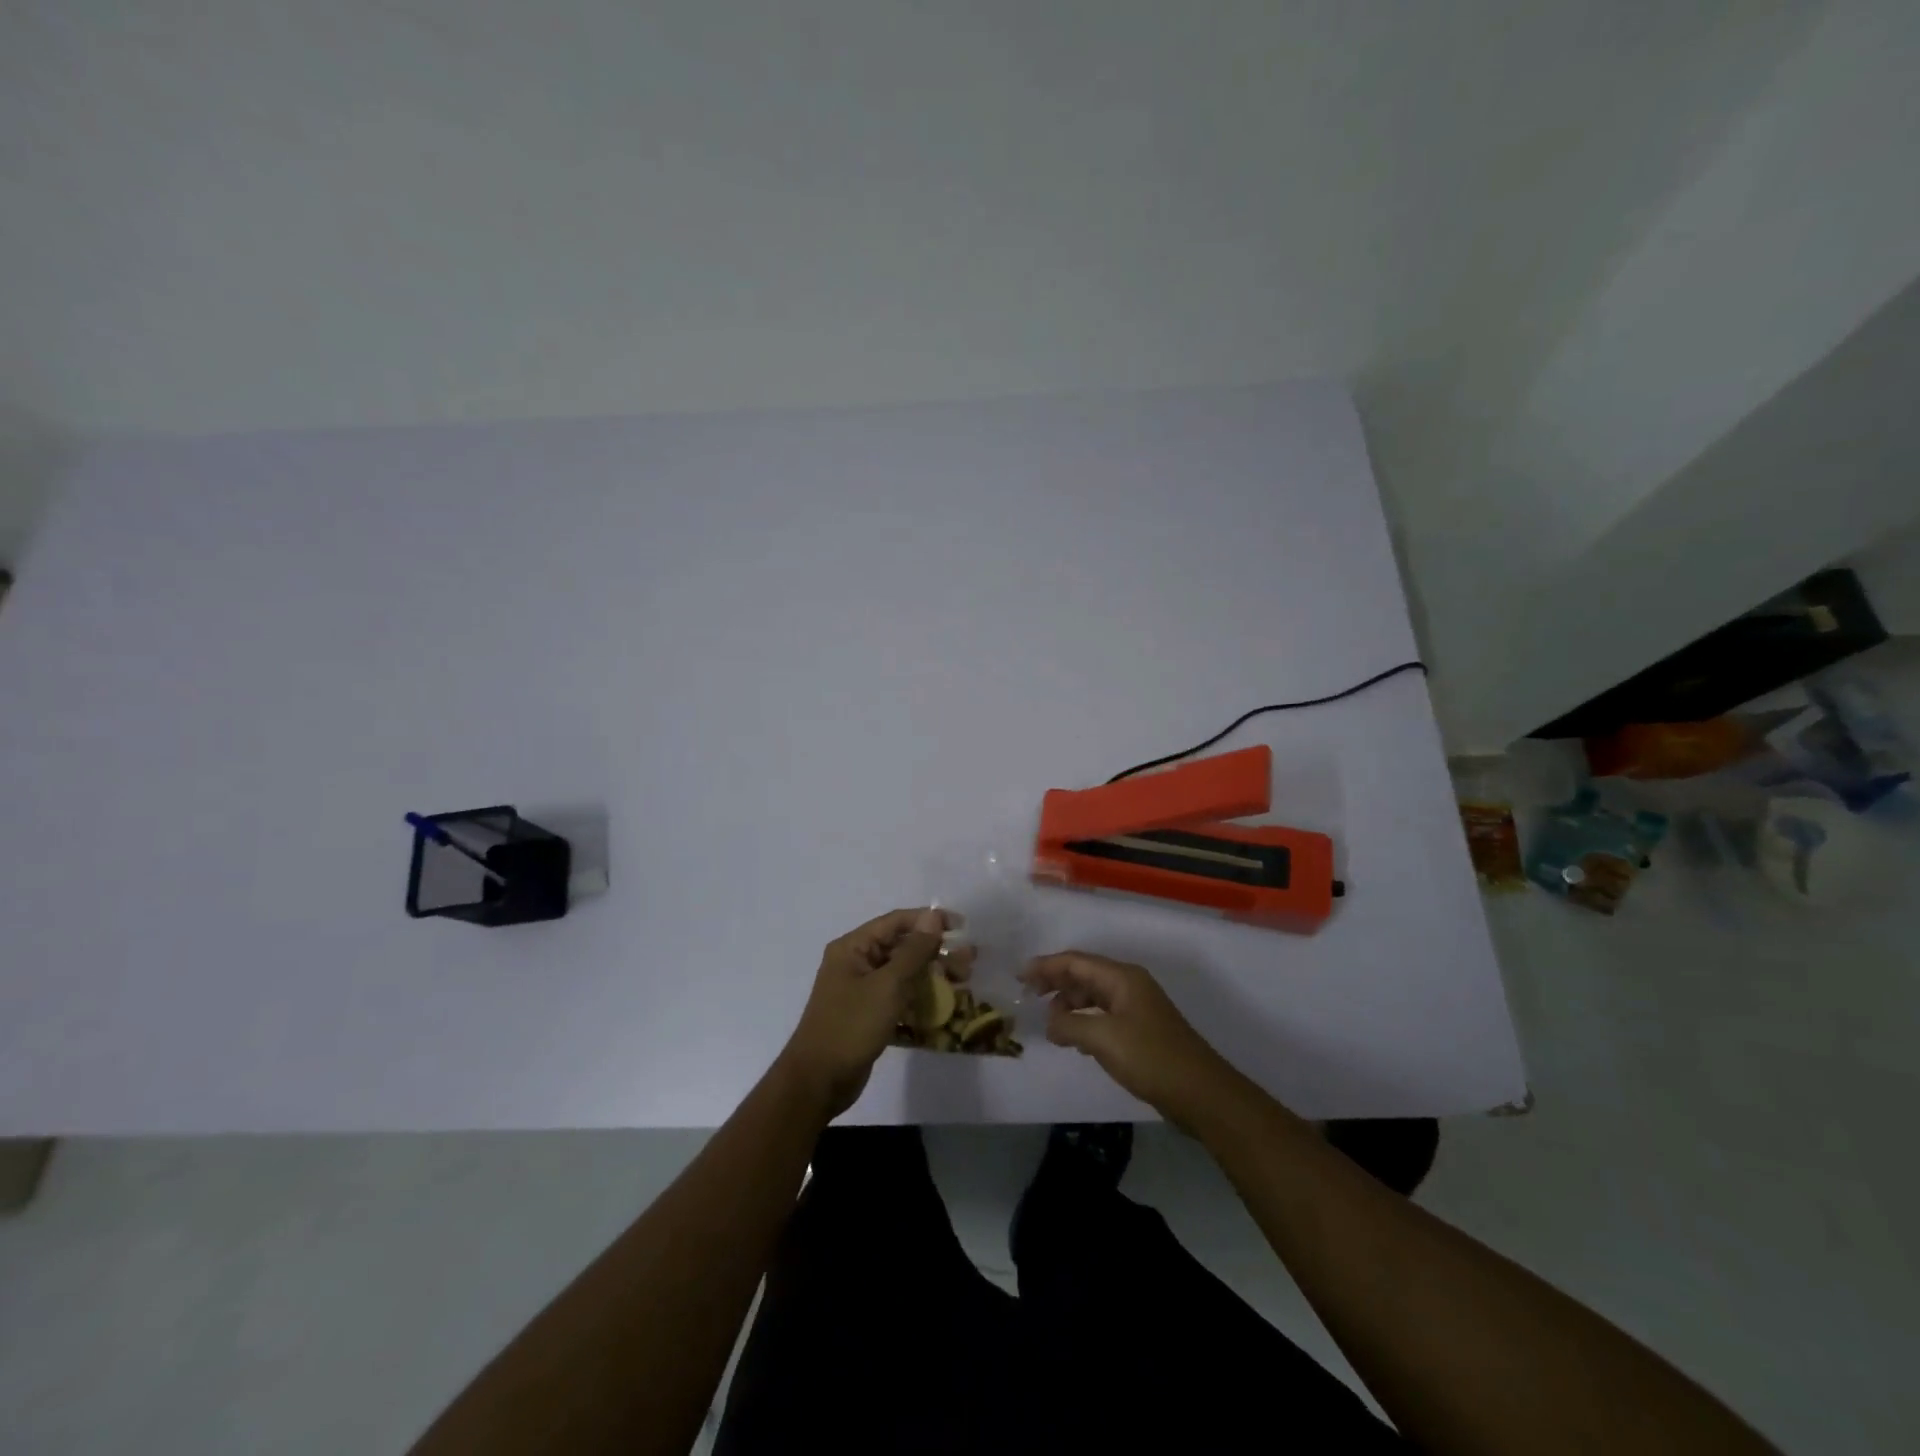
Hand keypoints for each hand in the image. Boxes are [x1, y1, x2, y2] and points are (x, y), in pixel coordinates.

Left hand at [779, 907, 958, 1119]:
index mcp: (853, 947)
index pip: (896, 922)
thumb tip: (933, 916)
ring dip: (932, 975)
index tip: (961, 927)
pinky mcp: (868, 1014)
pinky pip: (898, 997)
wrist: (819, 1081)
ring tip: (963, 981)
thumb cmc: (851, 1026)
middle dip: (936, 952)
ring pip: (903, 973)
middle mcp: (856, 962)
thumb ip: (913, 951)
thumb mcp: (888, 985)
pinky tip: (944, 1005)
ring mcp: (861, 990)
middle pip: (902, 947)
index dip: (929, 920)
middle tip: (969, 961)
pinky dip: (919, 997)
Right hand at [1021, 951, 1237, 1126]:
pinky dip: (1084, 1020)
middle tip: (1029, 996)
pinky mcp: (1141, 1031)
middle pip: (1085, 975)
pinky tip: (1074, 1038)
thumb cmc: (1151, 1058)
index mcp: (1122, 978)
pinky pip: (1104, 1015)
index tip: (1019, 975)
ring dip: (1070, 1004)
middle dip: (1056, 982)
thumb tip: (1051, 1023)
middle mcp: (1130, 985)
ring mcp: (1137, 1008)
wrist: (1201, 1093)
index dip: (1046, 966)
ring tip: (1050, 1023)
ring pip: (1094, 996)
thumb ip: (1070, 1026)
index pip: (1076, 962)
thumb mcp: (1103, 1039)